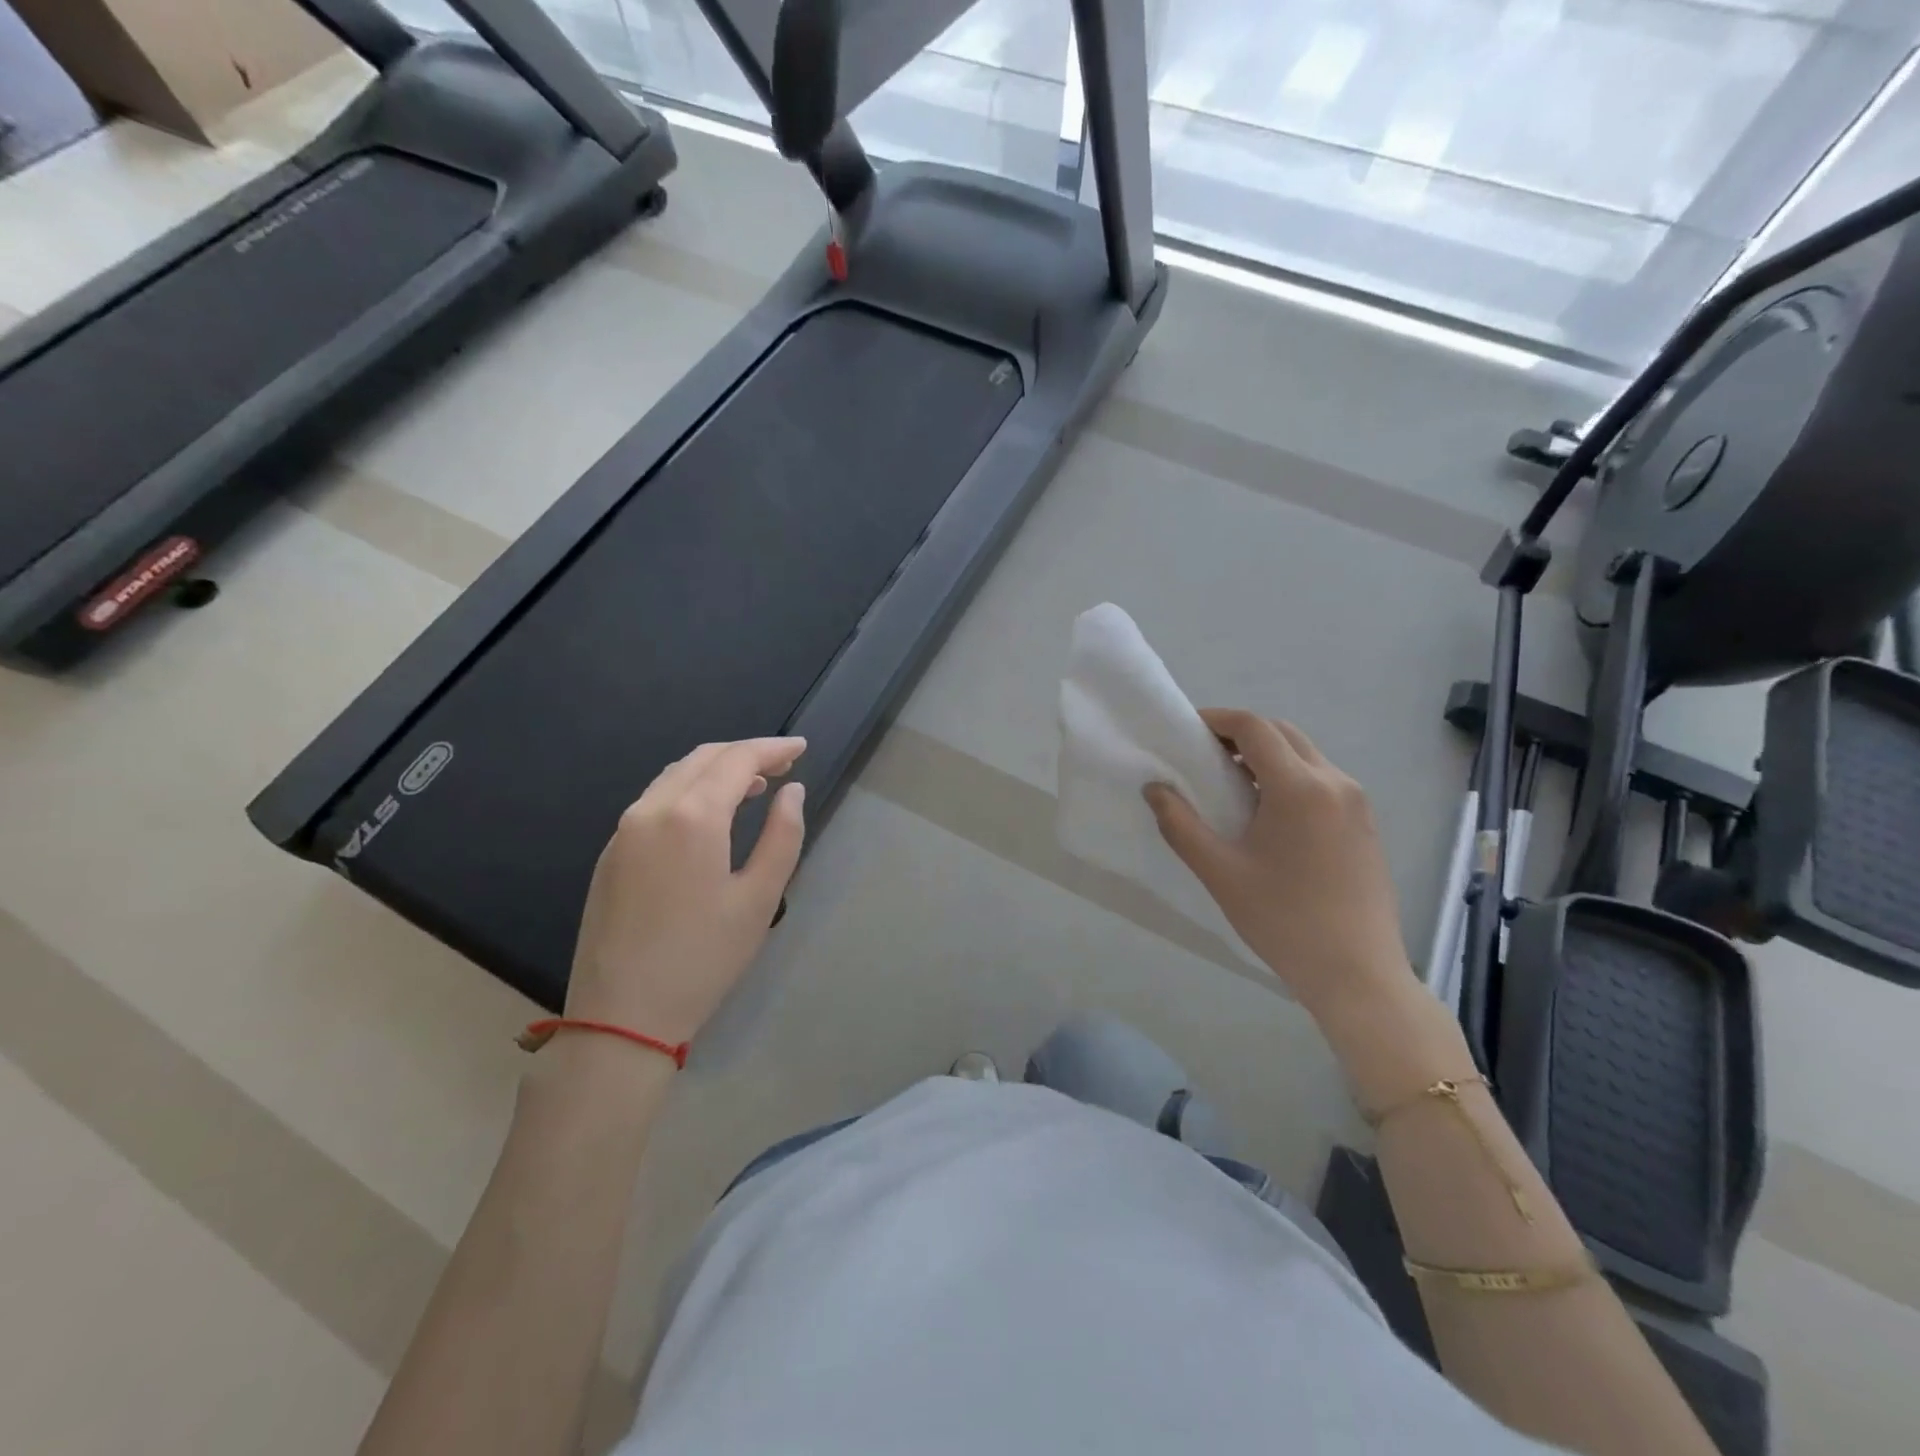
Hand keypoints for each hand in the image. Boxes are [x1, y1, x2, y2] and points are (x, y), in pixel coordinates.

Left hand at [566, 738, 806, 1044]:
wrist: (621, 1015)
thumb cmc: (703, 958)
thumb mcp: (759, 899)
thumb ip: (783, 836)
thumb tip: (792, 791)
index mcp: (692, 817)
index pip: (737, 760)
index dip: (773, 748)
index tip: (802, 748)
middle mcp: (652, 809)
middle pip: (704, 758)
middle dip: (746, 753)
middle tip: (784, 764)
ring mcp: (624, 830)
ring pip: (676, 776)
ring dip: (717, 769)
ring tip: (755, 786)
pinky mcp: (611, 852)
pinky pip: (656, 800)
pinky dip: (690, 790)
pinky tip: (710, 814)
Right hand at [1145, 710, 1411, 1023]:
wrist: (1357, 974)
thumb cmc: (1283, 920)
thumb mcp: (1220, 873)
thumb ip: (1180, 824)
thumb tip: (1155, 789)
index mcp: (1299, 788)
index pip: (1255, 728)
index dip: (1217, 720)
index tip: (1187, 732)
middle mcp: (1335, 782)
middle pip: (1283, 733)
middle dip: (1241, 734)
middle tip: (1205, 756)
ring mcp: (1357, 802)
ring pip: (1306, 754)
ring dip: (1267, 754)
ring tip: (1232, 784)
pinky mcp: (1365, 823)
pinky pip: (1322, 779)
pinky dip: (1290, 776)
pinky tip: (1268, 813)